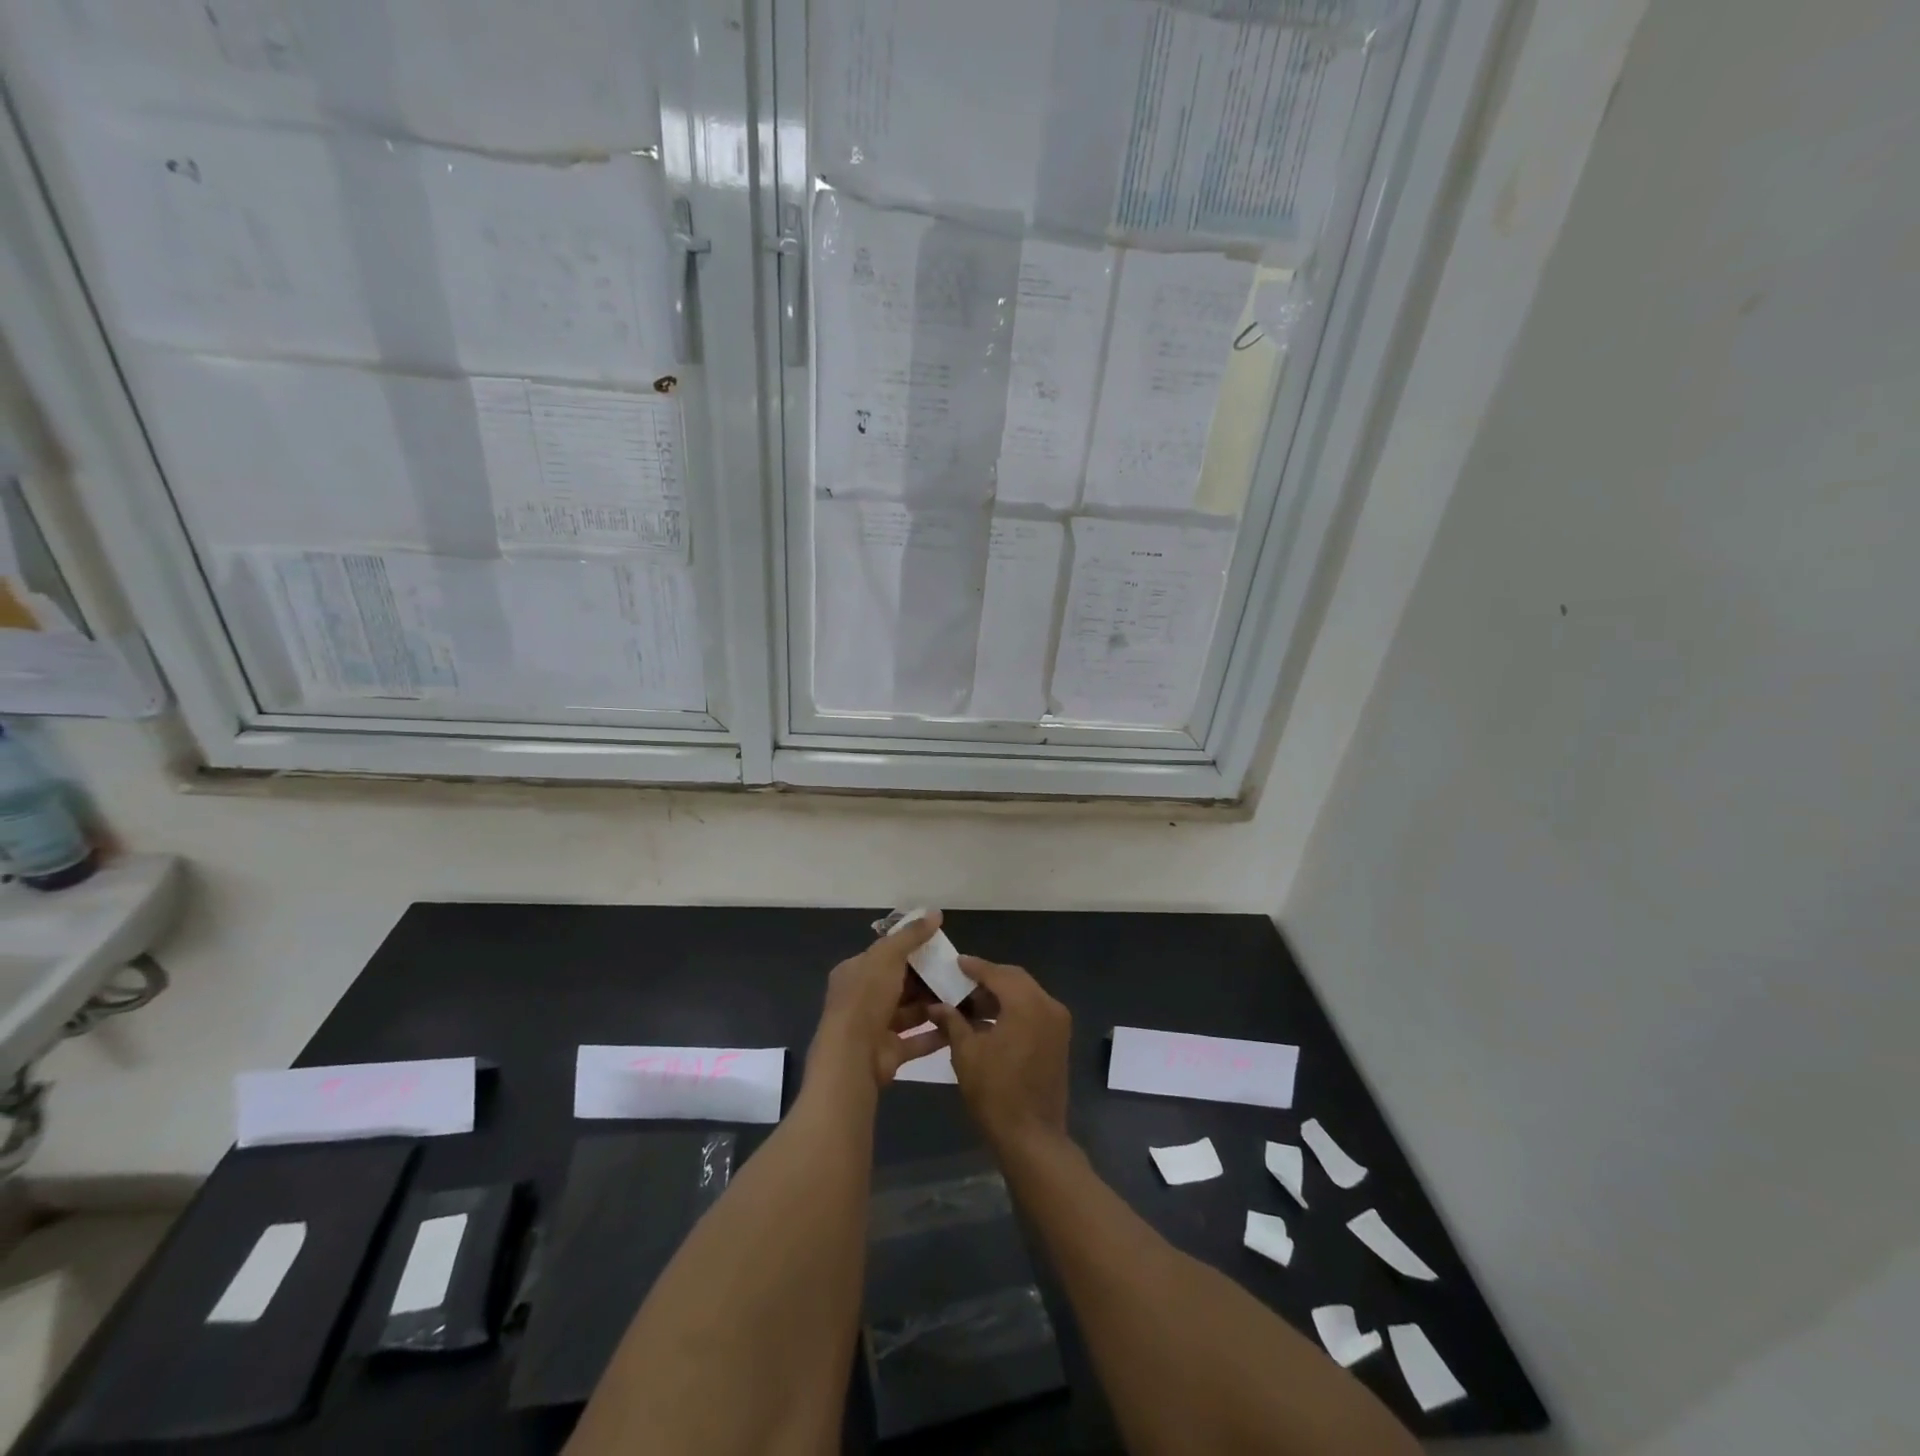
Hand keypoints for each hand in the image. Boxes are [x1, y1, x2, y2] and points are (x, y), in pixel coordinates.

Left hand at [810, 912, 948, 1088]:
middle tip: (956, 972)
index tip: (938, 946)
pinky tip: (959, 1024)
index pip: (884, 955)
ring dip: (933, 1005)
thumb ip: (911, 935)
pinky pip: (918, 1039)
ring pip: (910, 1012)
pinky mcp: (890, 1052)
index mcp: (855, 972)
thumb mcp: (888, 956)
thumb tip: (935, 912)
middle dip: (926, 979)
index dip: (910, 949)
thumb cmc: (867, 997)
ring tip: (963, 996)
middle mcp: (863, 998)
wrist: (853, 1055)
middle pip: (900, 984)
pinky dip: (937, 1033)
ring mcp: (876, 1027)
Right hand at [927, 957, 1070, 1151]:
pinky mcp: (1059, 1040)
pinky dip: (1012, 1010)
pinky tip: (988, 1022)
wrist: (1032, 1137)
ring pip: (1026, 995)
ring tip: (970, 1004)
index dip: (974, 967)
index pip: (997, 973)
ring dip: (1000, 996)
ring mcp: (1057, 1023)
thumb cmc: (995, 1092)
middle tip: (961, 982)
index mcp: (1027, 1003)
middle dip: (988, 979)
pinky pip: (1033, 1012)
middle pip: (1015, 979)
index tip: (955, 962)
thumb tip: (936, 1006)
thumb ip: (952, 1022)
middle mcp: (1048, 1005)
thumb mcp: (966, 1053)